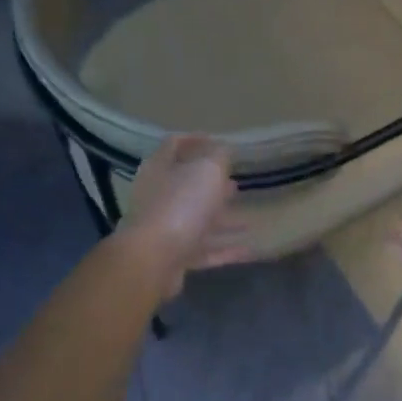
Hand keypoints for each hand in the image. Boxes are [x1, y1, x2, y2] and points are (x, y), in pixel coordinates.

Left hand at [118, 135, 250, 298]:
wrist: (152, 260)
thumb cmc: (180, 206)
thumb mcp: (206, 170)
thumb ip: (218, 156)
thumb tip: (223, 149)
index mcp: (160, 168)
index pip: (174, 144)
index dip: (197, 140)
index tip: (220, 142)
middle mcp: (158, 196)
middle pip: (186, 185)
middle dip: (212, 184)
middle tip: (236, 182)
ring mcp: (164, 228)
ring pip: (197, 220)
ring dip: (223, 219)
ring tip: (248, 218)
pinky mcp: (173, 257)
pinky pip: (204, 250)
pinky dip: (225, 249)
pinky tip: (249, 249)